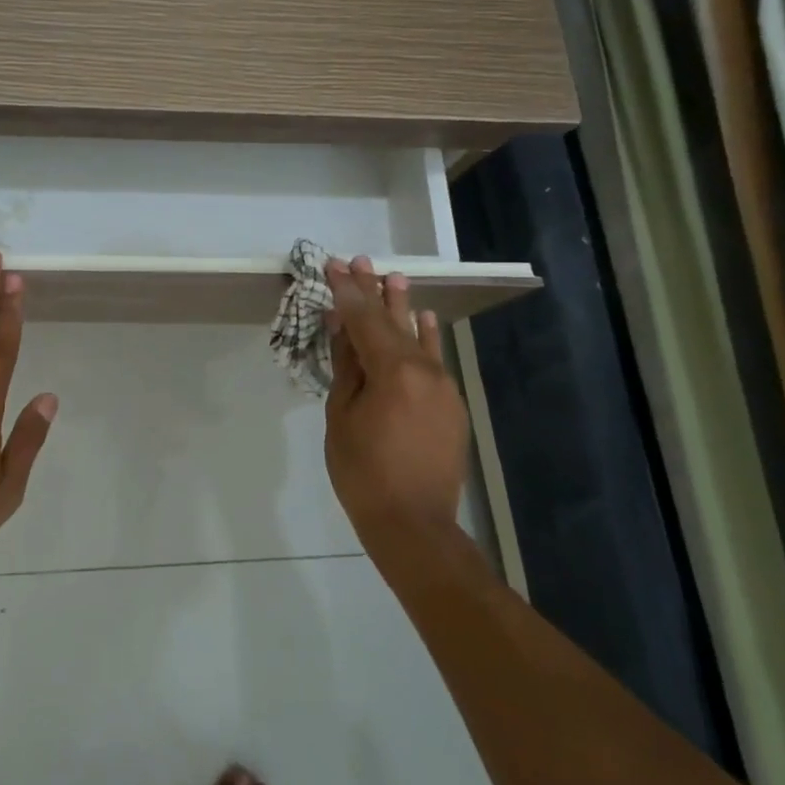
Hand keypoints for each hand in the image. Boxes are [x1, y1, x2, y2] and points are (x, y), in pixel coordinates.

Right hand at [322, 256, 469, 545]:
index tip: (333, 264)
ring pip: (418, 339)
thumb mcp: (341, 415)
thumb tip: (341, 326)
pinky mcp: (451, 405)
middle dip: (374, 291)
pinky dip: (426, 338)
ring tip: (394, 278)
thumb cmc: (363, 471)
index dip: (347, 291)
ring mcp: (443, 387)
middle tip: (361, 261)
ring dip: (403, 308)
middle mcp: (425, 371)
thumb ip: (346, 365)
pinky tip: (425, 320)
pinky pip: (435, 361)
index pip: (365, 319)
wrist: (414, 523)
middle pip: (394, 322)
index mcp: (393, 371)